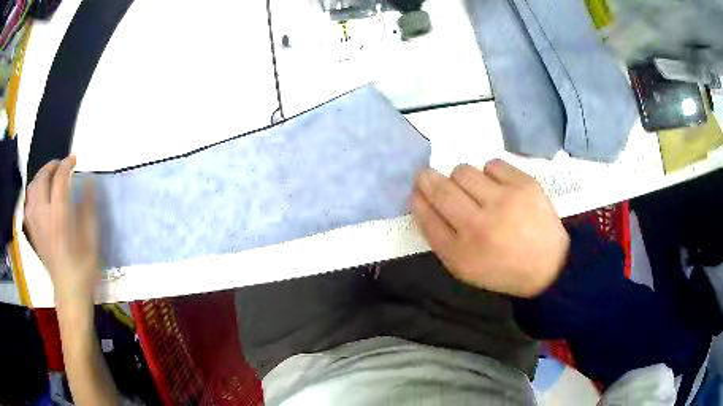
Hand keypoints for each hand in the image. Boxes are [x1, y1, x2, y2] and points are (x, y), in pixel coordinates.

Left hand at [24, 155, 99, 304]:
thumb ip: (89, 207)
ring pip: (31, 189)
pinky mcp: (32, 232)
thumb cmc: (84, 268)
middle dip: (51, 166)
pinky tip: (39, 195)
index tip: (75, 159)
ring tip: (49, 177)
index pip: (59, 180)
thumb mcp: (92, 238)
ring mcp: (35, 225)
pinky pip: (28, 204)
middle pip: (42, 180)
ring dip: (40, 177)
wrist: (69, 292)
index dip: (67, 164)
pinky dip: (32, 193)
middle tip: (61, 165)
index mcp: (59, 218)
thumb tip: (87, 181)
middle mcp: (43, 217)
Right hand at [410, 160, 568, 297]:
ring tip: (475, 191)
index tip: (417, 191)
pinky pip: (492, 164)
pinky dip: (489, 173)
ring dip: (462, 179)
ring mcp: (505, 202)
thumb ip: (440, 237)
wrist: (548, 265)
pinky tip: (498, 188)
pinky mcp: (525, 185)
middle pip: (441, 188)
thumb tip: (422, 200)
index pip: (427, 216)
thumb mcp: (464, 267)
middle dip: (428, 179)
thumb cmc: (501, 268)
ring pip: (463, 171)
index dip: (418, 199)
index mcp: (462, 253)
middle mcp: (480, 226)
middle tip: (430, 178)